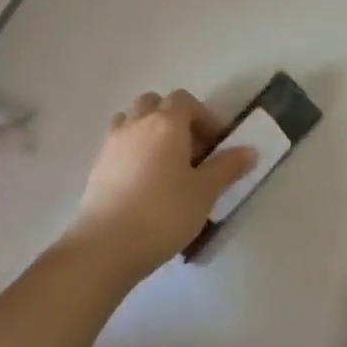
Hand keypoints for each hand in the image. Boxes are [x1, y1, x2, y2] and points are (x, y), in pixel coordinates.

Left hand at [63, 90, 255, 278]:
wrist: (106, 246)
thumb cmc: (164, 212)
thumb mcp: (206, 191)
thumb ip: (228, 166)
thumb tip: (250, 150)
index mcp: (166, 123)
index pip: (186, 100)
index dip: (205, 117)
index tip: (217, 144)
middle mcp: (136, 124)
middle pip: (155, 103)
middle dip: (175, 119)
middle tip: (191, 150)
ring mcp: (111, 144)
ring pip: (132, 121)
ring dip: (150, 131)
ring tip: (166, 163)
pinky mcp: (96, 167)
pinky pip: (119, 144)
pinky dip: (133, 151)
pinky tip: (145, 182)